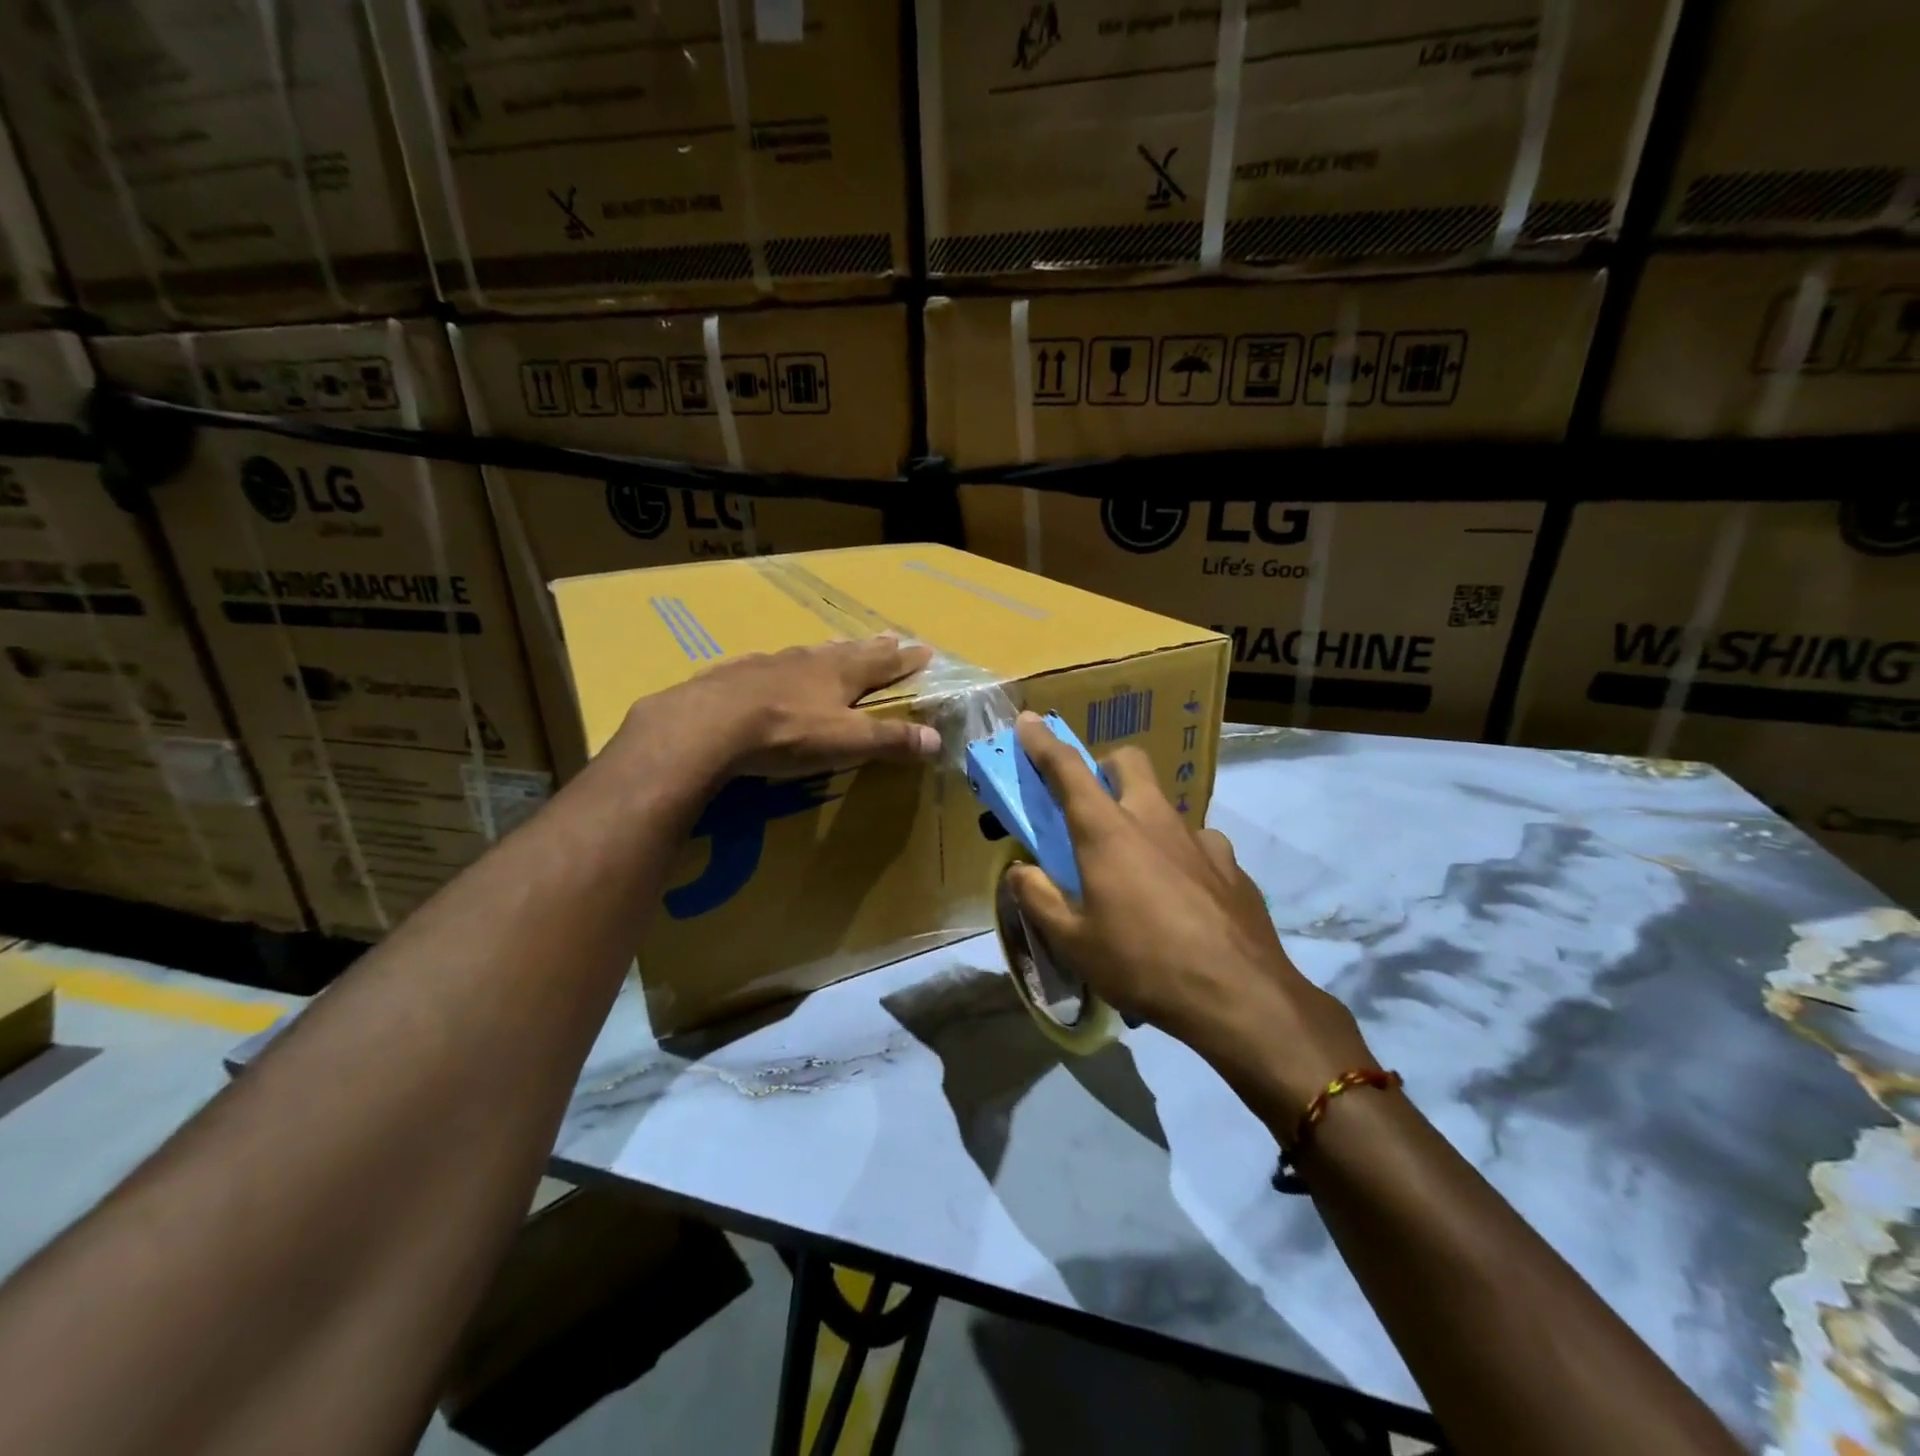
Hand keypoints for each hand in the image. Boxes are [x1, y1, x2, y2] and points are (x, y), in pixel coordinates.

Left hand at [649, 636, 942, 776]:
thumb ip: (890, 740)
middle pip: (848, 650)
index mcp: (840, 673)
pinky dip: (780, 665)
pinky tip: (771, 668)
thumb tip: (937, 740)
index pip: (883, 662)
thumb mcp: (846, 741)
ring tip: (835, 647)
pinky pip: (767, 665)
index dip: (905, 659)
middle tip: (889, 636)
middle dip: (872, 647)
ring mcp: (769, 663)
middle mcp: (808, 660)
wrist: (708, 724)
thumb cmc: (787, 733)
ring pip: (807, 653)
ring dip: (827, 651)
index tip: (924, 649)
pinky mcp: (735, 674)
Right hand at [1006, 713, 1374, 1123]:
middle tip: (1092, 804)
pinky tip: (1182, 898)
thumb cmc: (1141, 963)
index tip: (1028, 722)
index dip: (1044, 744)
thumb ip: (1038, 897)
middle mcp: (1154, 821)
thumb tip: (1019, 870)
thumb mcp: (1073, 941)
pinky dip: (1180, 857)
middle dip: (1106, 766)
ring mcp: (1200, 840)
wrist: (1238, 996)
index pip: (1069, 770)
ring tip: (1138, 870)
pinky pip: (1198, 846)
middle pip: (1130, 763)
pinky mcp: (1231, 866)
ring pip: (1165, 806)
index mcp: (1108, 832)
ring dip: (1144, 820)